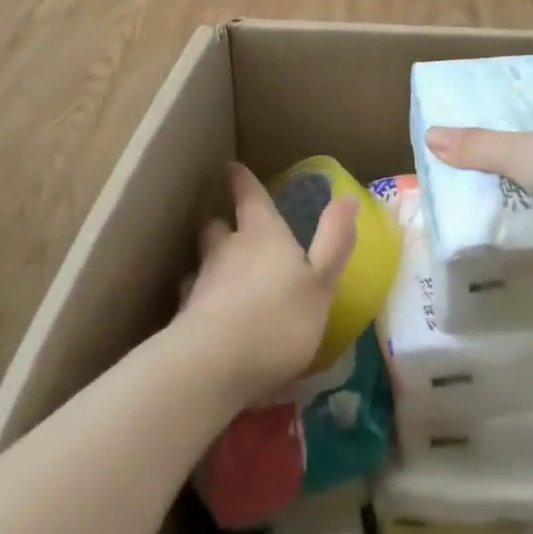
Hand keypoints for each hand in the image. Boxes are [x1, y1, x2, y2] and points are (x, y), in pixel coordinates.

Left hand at [177, 163, 359, 403]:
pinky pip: (191, 300)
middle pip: (218, 226)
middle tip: (228, 225)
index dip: (242, 181)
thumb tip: (349, 197)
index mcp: (263, 235)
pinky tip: (206, 315)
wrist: (212, 367)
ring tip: (217, 272)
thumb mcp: (321, 283)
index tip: (231, 166)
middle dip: (222, 223)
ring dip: (209, 262)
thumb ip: (335, 241)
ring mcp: (202, 285)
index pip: (250, 197)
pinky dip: (199, 301)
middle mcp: (228, 251)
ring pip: (202, 262)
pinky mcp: (184, 321)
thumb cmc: (278, 319)